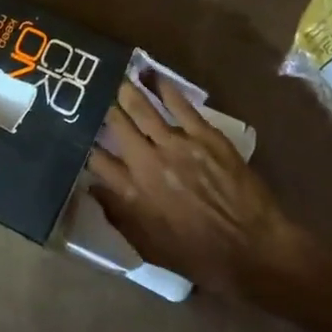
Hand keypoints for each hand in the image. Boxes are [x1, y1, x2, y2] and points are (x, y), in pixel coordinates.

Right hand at [87, 76, 295, 296]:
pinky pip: (179, 104)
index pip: (96, 158)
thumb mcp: (148, 247)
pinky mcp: (204, 136)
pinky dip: (163, 87)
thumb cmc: (199, 257)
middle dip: (101, 107)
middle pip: (115, 124)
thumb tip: (93, 188)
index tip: (76, 131)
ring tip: (115, 76)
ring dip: (126, 90)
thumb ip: (117, 216)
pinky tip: (151, 74)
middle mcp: (147, 163)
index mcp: (131, 192)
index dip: (83, 142)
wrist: (255, 251)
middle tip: (92, 93)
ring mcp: (176, 145)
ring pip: (142, 108)